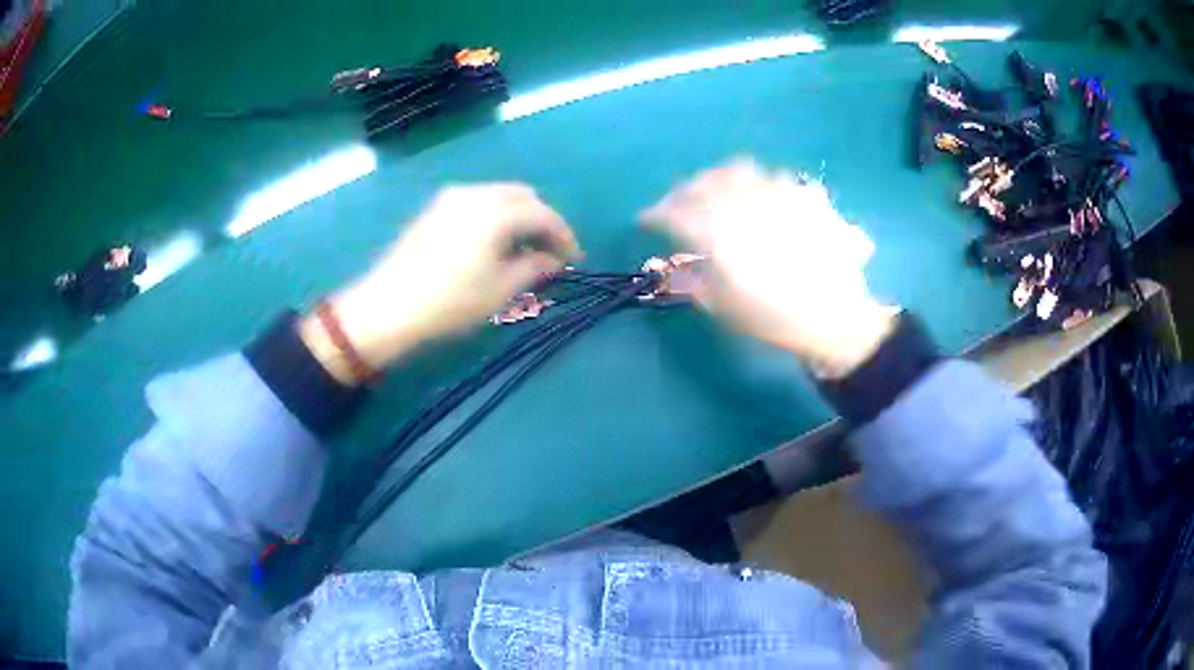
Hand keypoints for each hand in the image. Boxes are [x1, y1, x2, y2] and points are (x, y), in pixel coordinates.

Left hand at [302, 184, 578, 383]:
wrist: (388, 306)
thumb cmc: (450, 301)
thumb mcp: (500, 290)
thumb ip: (534, 268)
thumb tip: (553, 260)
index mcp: (497, 210)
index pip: (544, 214)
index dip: (564, 236)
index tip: (574, 260)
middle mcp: (475, 193)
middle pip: (523, 197)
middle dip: (542, 221)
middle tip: (549, 253)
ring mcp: (451, 197)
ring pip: (499, 197)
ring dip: (518, 217)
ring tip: (522, 250)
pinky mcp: (434, 209)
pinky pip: (477, 202)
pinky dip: (495, 216)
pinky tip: (492, 243)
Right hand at [642, 158, 895, 377]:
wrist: (835, 316)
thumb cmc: (775, 317)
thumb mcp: (724, 308)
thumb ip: (692, 281)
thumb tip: (670, 265)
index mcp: (717, 231)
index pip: (674, 211)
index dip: (655, 214)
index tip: (646, 221)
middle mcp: (743, 202)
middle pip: (703, 182)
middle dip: (683, 191)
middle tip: (677, 205)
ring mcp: (776, 194)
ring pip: (737, 171)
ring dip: (717, 178)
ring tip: (715, 192)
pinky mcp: (802, 196)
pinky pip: (773, 177)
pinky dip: (757, 183)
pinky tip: (760, 197)